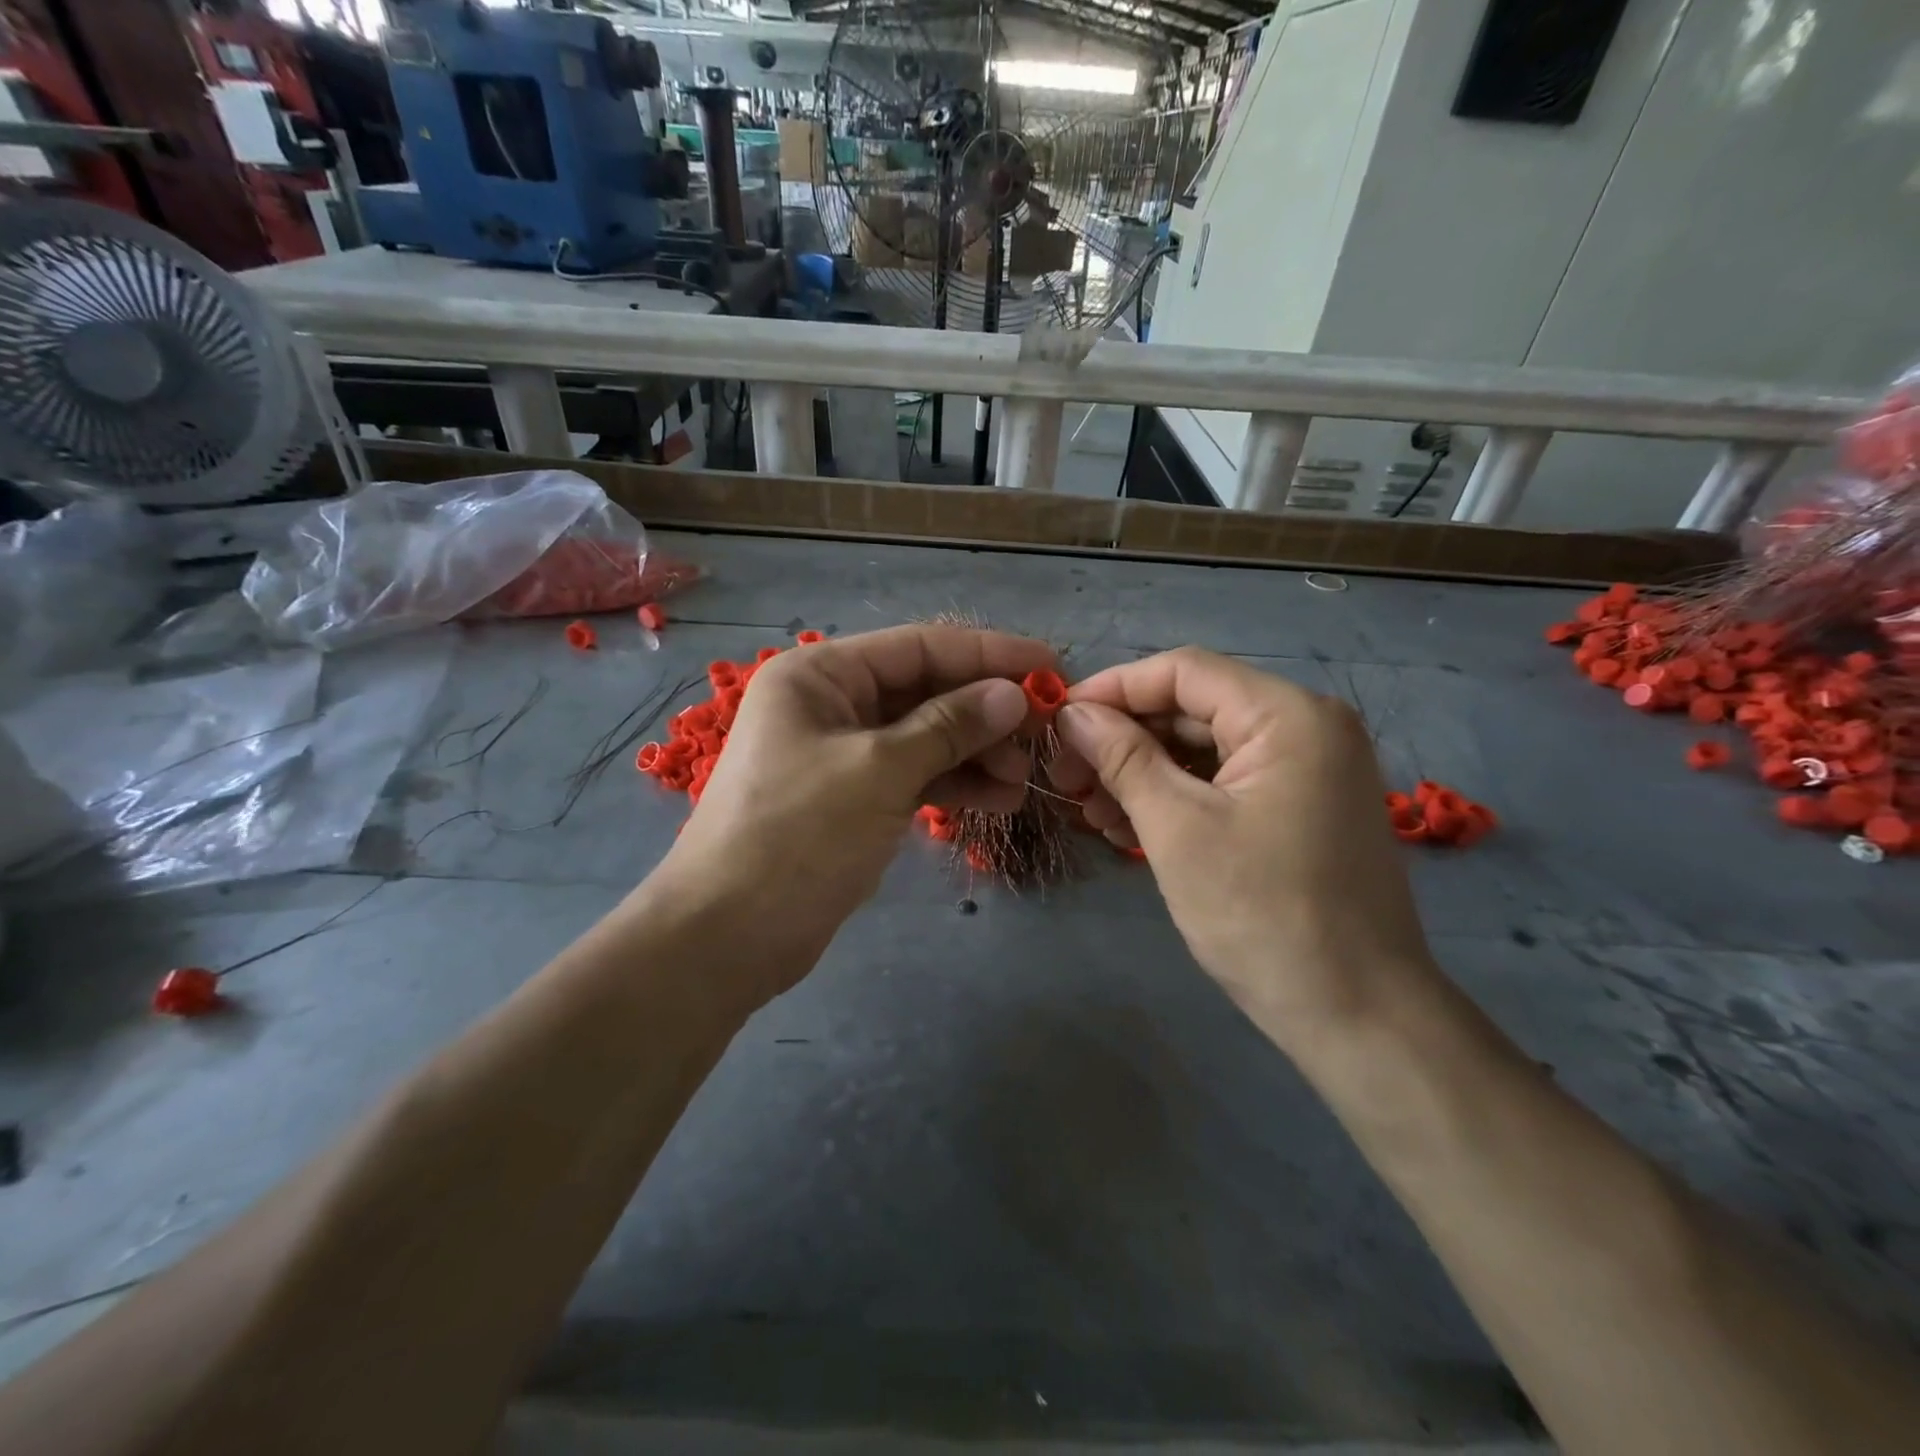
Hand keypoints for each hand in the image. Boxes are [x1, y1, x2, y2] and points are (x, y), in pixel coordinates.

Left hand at [656, 625, 1054, 990]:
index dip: (989, 655)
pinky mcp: (853, 798)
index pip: (920, 647)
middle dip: (985, 712)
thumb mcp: (879, 771)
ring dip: (976, 753)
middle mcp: (831, 703)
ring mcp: (842, 753)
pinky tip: (998, 800)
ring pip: (925, 737)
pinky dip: (953, 785)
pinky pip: (913, 776)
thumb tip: (1012, 694)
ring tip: (1024, 779)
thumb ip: (949, 726)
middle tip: (1043, 736)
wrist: (728, 936)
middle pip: (925, 691)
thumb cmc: (797, 835)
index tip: (1051, 667)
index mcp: (822, 675)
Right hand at [1048, 647, 1437, 1046]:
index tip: (1057, 721)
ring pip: (1205, 748)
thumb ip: (1122, 758)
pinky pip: (1226, 782)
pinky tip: (1128, 825)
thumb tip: (1073, 714)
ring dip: (1142, 772)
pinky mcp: (1301, 807)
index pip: (1183, 672)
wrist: (1357, 1016)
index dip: (1112, 689)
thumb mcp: (1177, 828)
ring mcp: (1308, 769)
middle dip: (1123, 739)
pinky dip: (1176, 797)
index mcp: (1288, 715)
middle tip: (1066, 777)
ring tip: (1089, 811)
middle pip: (1193, 709)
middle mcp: (1306, 726)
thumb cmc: (1262, 915)